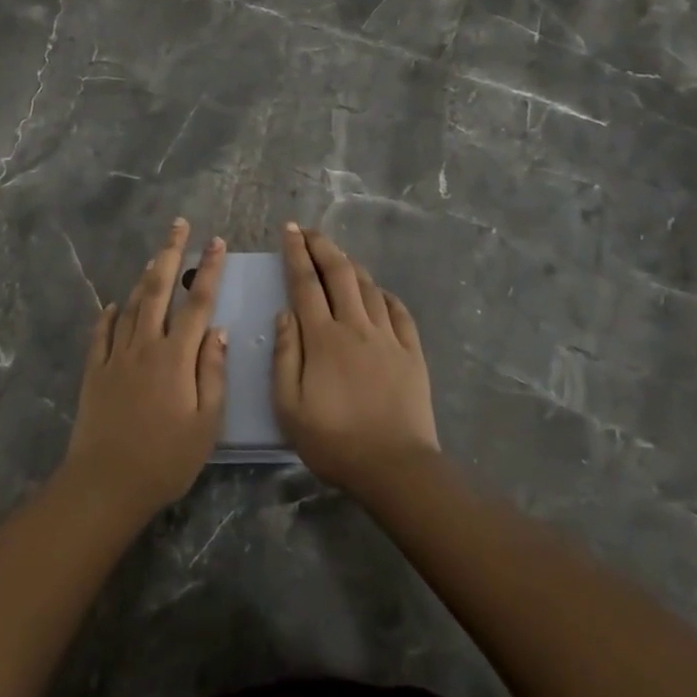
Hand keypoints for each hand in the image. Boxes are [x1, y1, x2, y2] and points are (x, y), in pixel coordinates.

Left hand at [63, 218, 227, 515]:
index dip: (208, 269)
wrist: (106, 482)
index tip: (216, 241)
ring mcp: (115, 355)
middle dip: (170, 252)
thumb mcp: (206, 423)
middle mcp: (145, 345)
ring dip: (144, 277)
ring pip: (131, 305)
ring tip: (155, 257)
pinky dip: (110, 314)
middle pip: (158, 288)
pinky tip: (114, 305)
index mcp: (176, 356)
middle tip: (178, 224)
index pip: (198, 302)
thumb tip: (217, 331)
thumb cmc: (166, 459)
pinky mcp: (94, 370)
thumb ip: (213, 372)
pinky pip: (102, 332)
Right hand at [273, 222, 439, 493]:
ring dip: (351, 265)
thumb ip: (285, 355)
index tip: (289, 229)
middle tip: (309, 231)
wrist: (395, 467)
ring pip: (369, 287)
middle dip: (323, 246)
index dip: (296, 253)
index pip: (305, 283)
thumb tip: (284, 314)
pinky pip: (399, 311)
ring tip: (339, 256)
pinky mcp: (411, 352)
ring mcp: (388, 337)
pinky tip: (379, 292)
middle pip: (339, 273)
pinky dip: (385, 294)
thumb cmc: (334, 441)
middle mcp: (356, 326)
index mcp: (323, 338)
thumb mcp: (289, 406)